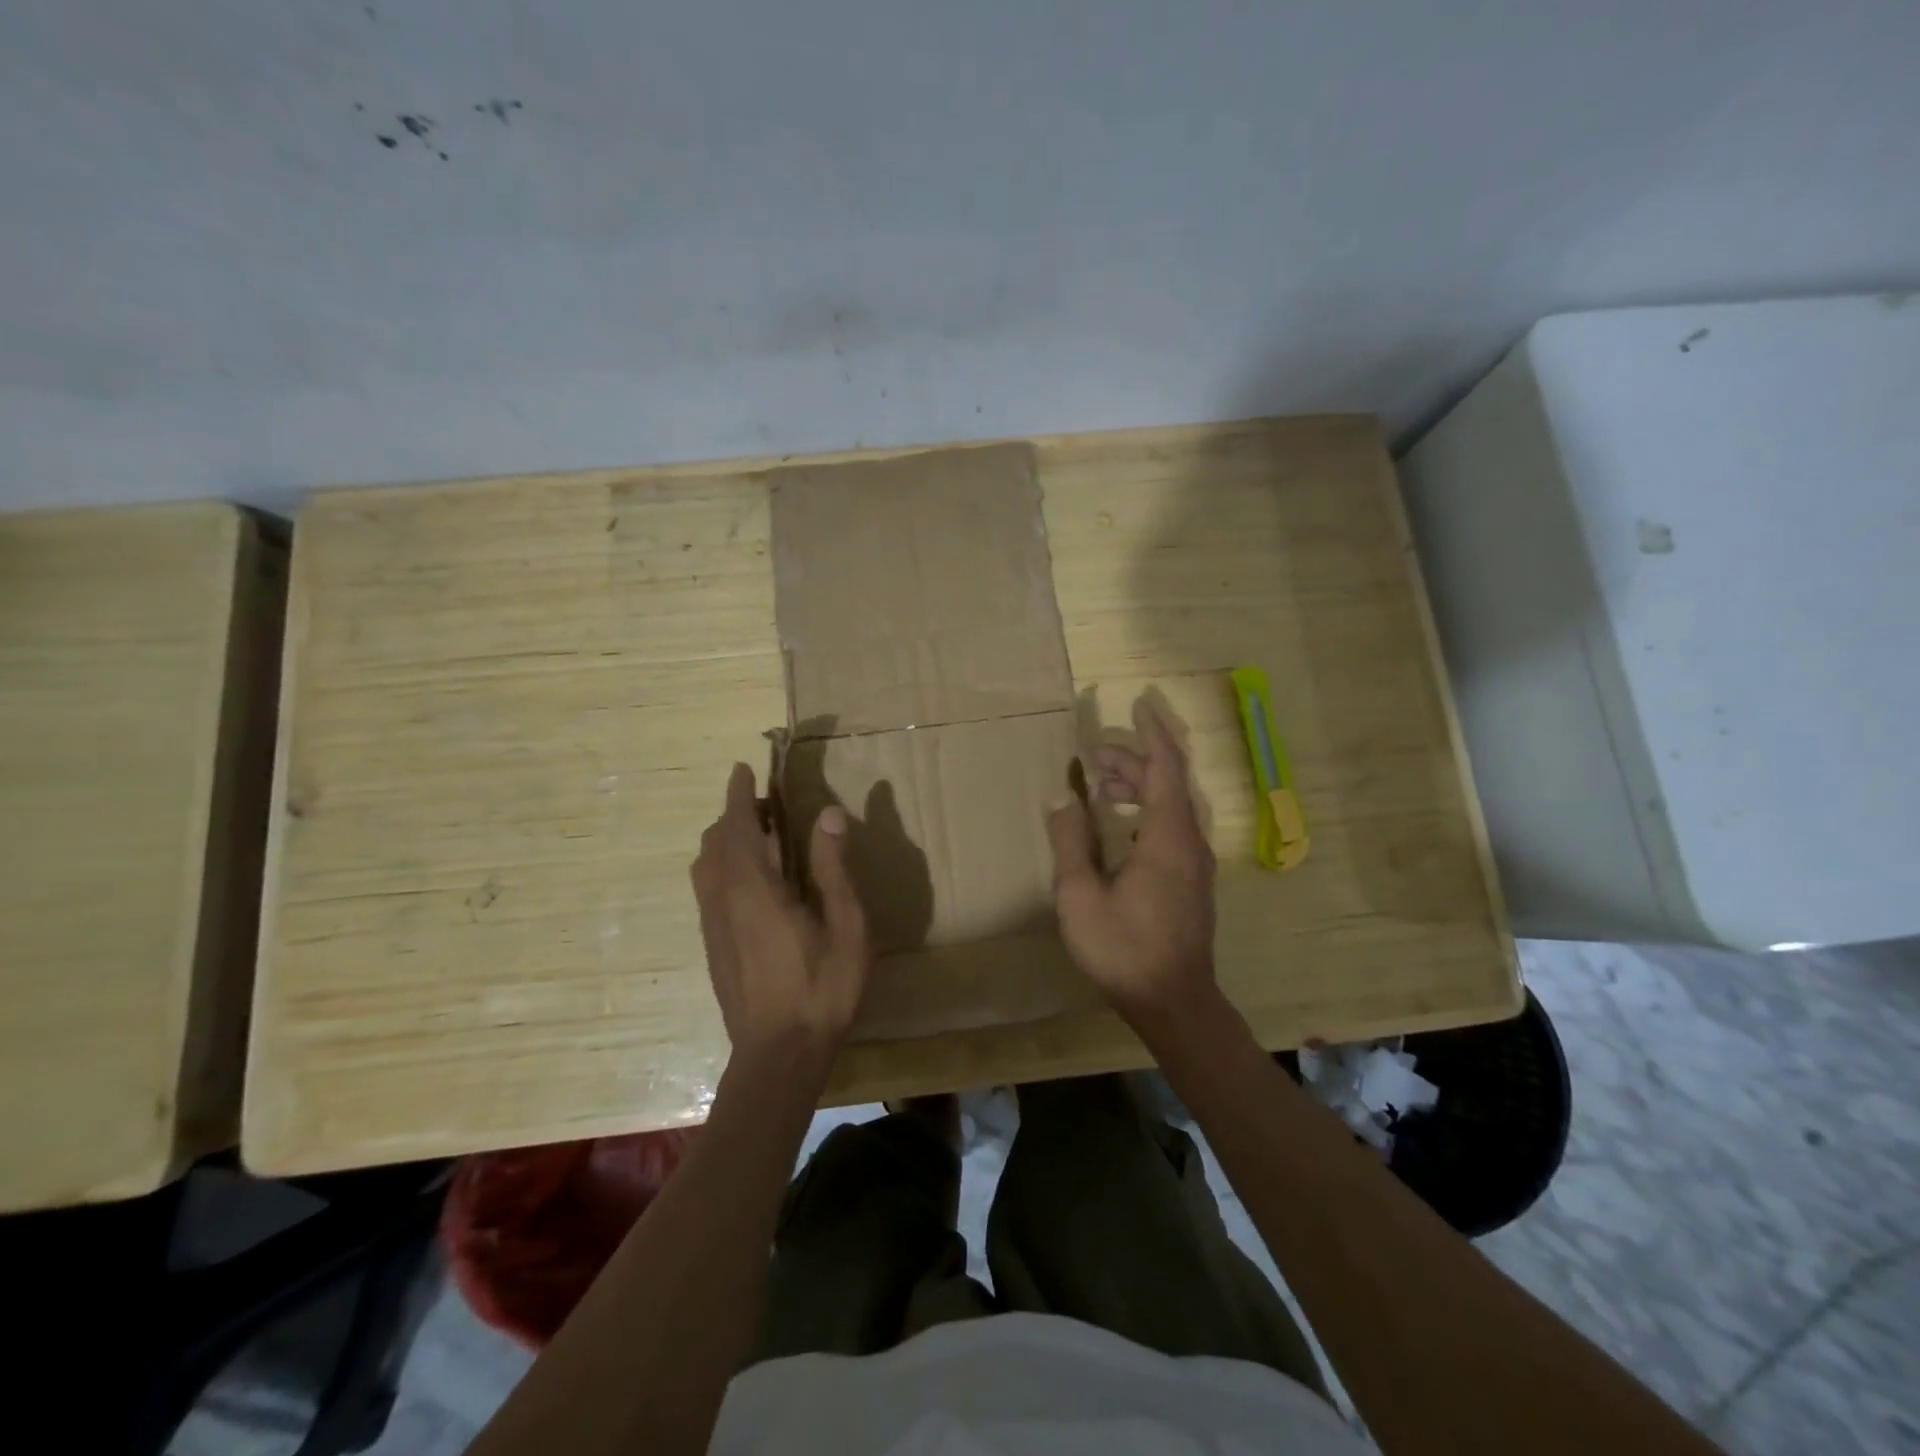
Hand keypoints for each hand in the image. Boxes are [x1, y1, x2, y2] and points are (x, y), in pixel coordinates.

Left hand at [691, 763, 868, 1069]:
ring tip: (759, 837)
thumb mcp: (845, 925)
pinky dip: (721, 865)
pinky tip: (750, 881)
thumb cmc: (822, 988)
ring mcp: (712, 924)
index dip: (739, 795)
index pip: (737, 826)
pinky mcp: (711, 946)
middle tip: (768, 805)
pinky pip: (707, 888)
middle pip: (715, 841)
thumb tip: (827, 813)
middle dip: (735, 814)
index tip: (743, 769)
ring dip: (726, 840)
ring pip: (706, 865)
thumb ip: (832, 867)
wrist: (778, 1056)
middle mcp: (723, 899)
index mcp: (754, 888)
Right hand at [1046, 698, 1217, 1024]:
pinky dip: (1147, 810)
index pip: (1166, 767)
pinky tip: (1120, 825)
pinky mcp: (1192, 881)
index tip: (1139, 705)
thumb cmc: (1124, 948)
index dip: (1152, 734)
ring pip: (1171, 806)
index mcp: (1167, 838)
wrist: (1174, 1002)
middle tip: (1093, 757)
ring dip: (1140, 786)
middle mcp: (1189, 842)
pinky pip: (1173, 827)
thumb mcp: (1080, 896)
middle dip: (1133, 760)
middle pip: (1168, 783)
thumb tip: (1060, 796)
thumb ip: (1070, 841)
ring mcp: (1195, 864)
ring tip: (1101, 786)